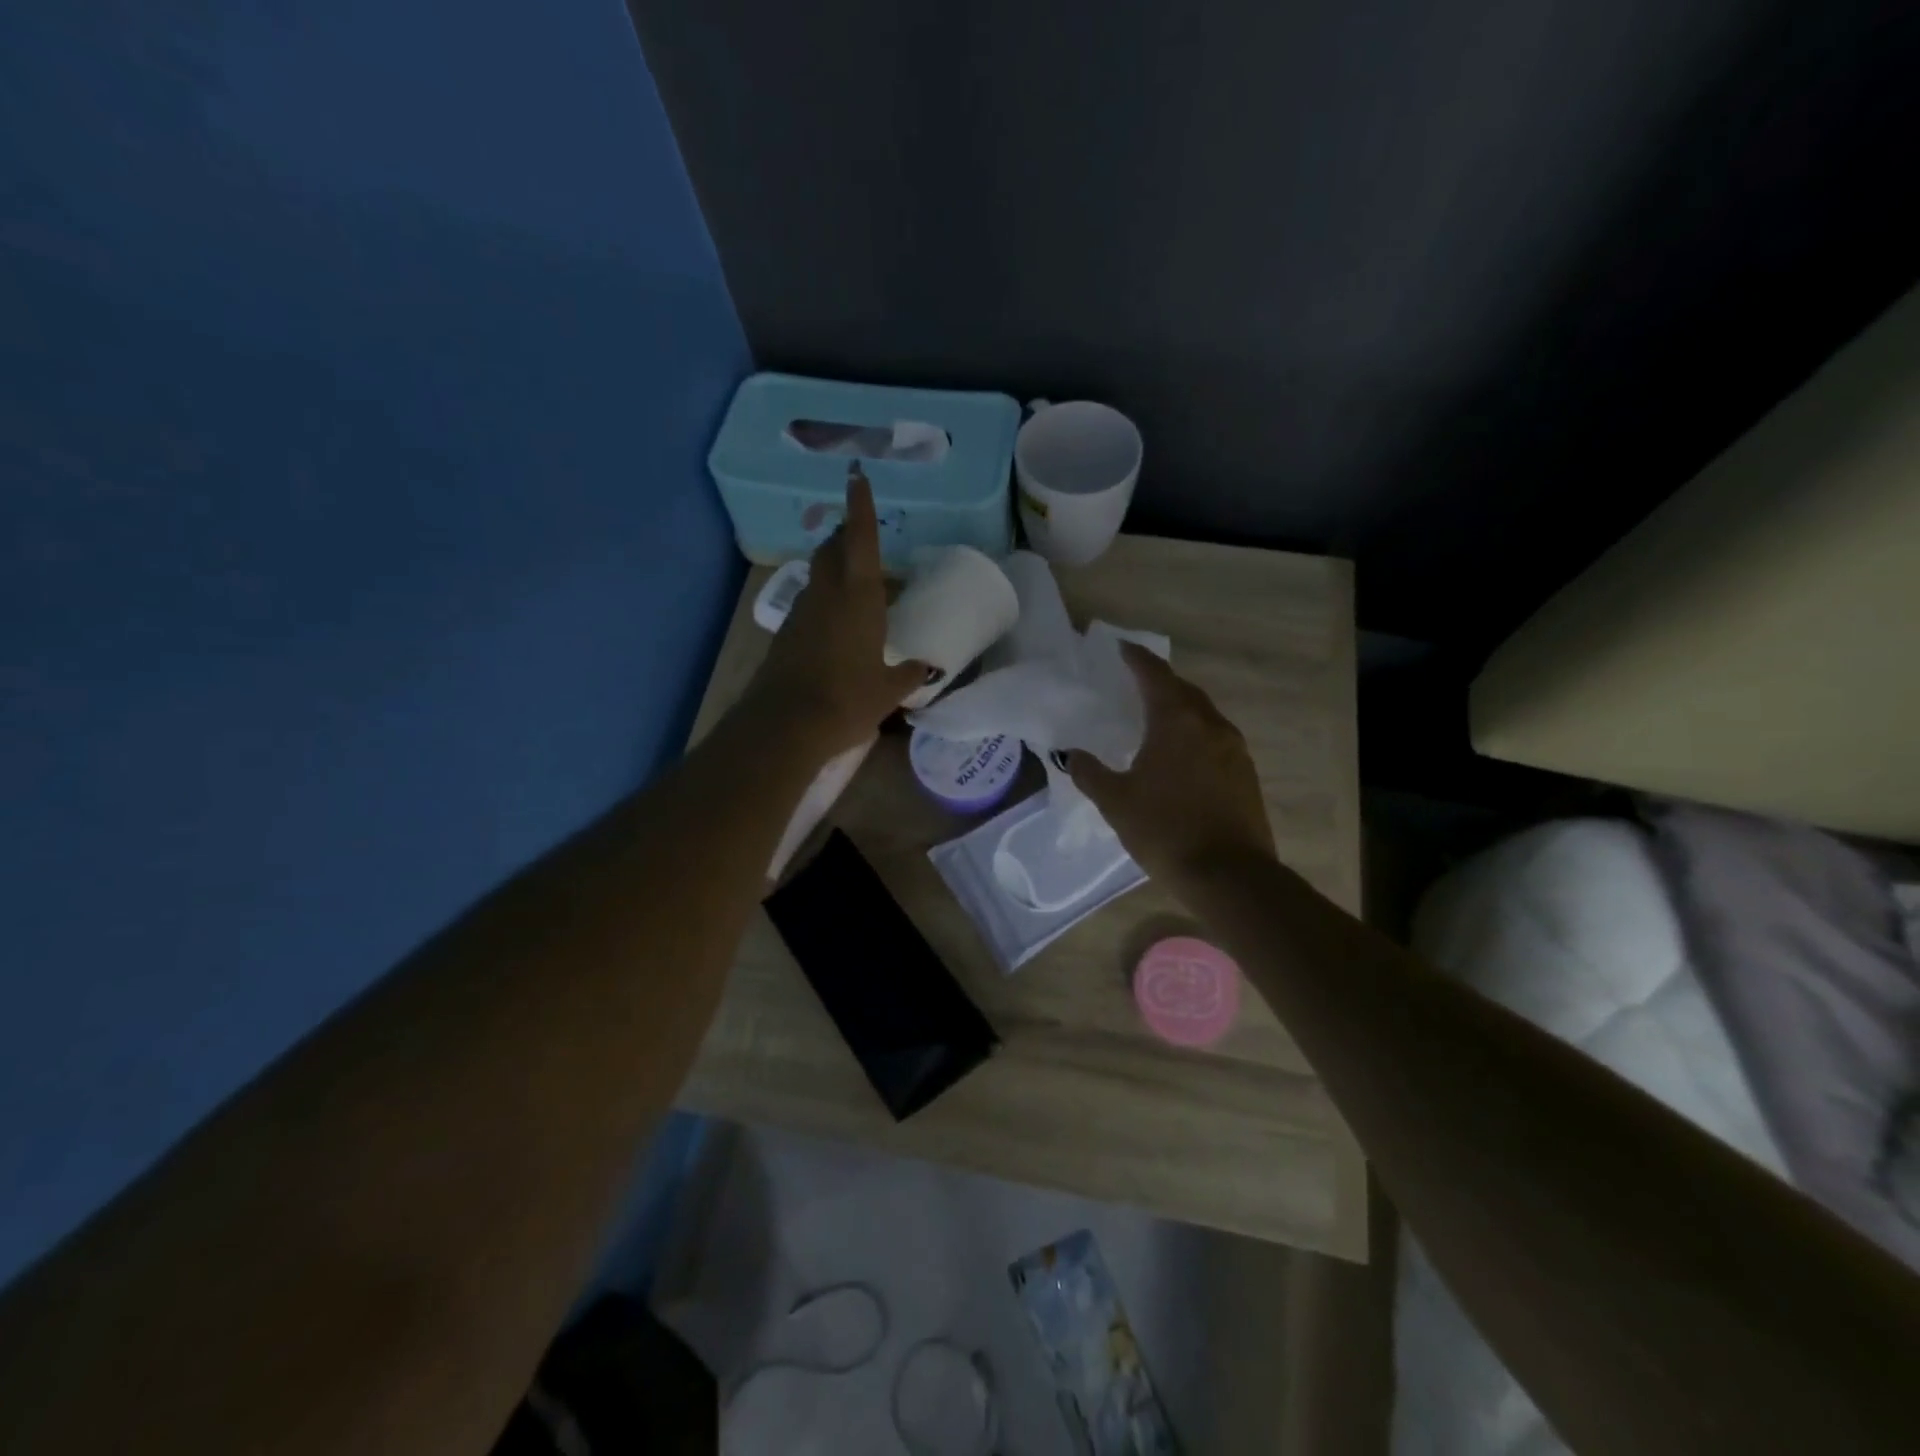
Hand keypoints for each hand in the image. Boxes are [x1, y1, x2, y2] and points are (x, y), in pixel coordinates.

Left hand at [741, 465, 927, 754]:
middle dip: (847, 535)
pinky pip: (810, 601)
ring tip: (856, 579)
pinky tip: (837, 621)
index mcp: (858, 596)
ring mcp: (802, 611)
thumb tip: (926, 668)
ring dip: (835, 566)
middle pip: (834, 549)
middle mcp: (827, 593)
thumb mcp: (888, 690)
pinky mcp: (787, 632)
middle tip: (863, 535)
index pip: (861, 539)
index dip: (860, 507)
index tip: (858, 476)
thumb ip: (909, 674)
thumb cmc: (847, 699)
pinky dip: (825, 598)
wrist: (785, 724)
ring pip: (819, 574)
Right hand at [1070, 643, 1275, 883]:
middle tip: (1136, 683)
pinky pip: (1216, 739)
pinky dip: (1195, 734)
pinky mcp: (1246, 773)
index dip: (1137, 659)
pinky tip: (1182, 755)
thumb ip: (1091, 773)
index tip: (1123, 648)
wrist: (1229, 875)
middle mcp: (1210, 725)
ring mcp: (1234, 749)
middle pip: (1184, 690)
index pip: (1155, 675)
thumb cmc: (1165, 830)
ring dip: (1180, 709)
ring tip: (1157, 719)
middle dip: (1160, 682)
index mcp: (1177, 721)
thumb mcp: (1116, 802)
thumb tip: (1072, 754)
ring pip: (1204, 715)